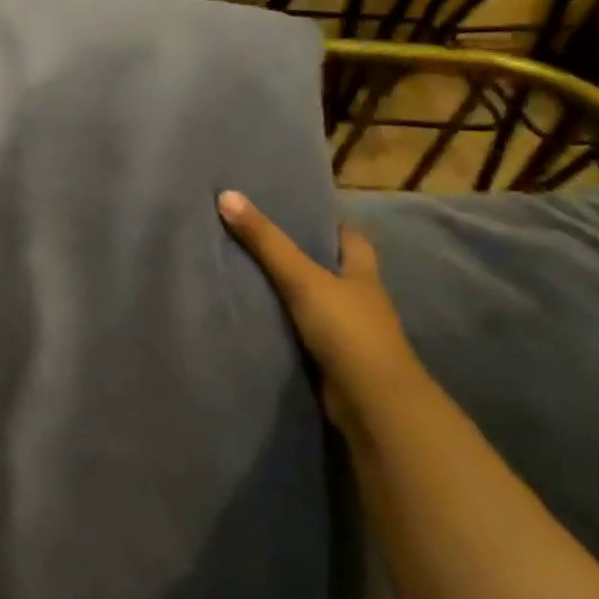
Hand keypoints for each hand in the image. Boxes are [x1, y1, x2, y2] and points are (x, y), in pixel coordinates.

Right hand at [217, 190, 421, 423]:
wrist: (371, 403)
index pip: (350, 238)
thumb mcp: (302, 278)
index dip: (328, 224)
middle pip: (331, 270)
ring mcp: (348, 333)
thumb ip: (266, 241)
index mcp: (362, 274)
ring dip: (291, 294)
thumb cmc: (346, 330)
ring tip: (247, 274)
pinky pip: (304, 333)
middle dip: (303, 258)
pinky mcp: (333, 360)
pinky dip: (285, 325)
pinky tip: (257, 317)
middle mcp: (359, 300)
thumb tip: (227, 194)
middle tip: (259, 240)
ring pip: (316, 303)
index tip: (295, 212)